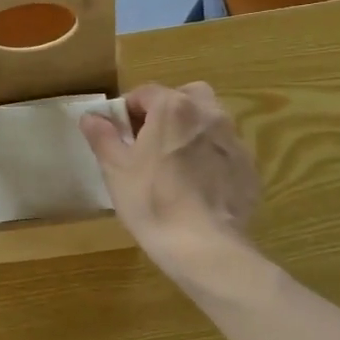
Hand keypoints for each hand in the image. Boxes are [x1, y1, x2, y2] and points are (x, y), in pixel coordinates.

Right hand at [79, 83, 258, 271]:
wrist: (204, 247)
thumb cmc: (152, 202)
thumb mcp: (116, 170)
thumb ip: (102, 137)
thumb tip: (91, 116)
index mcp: (174, 108)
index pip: (145, 93)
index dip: (127, 111)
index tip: (120, 135)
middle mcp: (209, 114)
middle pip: (185, 97)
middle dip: (166, 111)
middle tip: (150, 142)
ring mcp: (234, 140)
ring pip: (209, 121)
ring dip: (191, 131)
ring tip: (176, 164)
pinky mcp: (249, 168)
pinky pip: (225, 150)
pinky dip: (211, 157)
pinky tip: (199, 186)